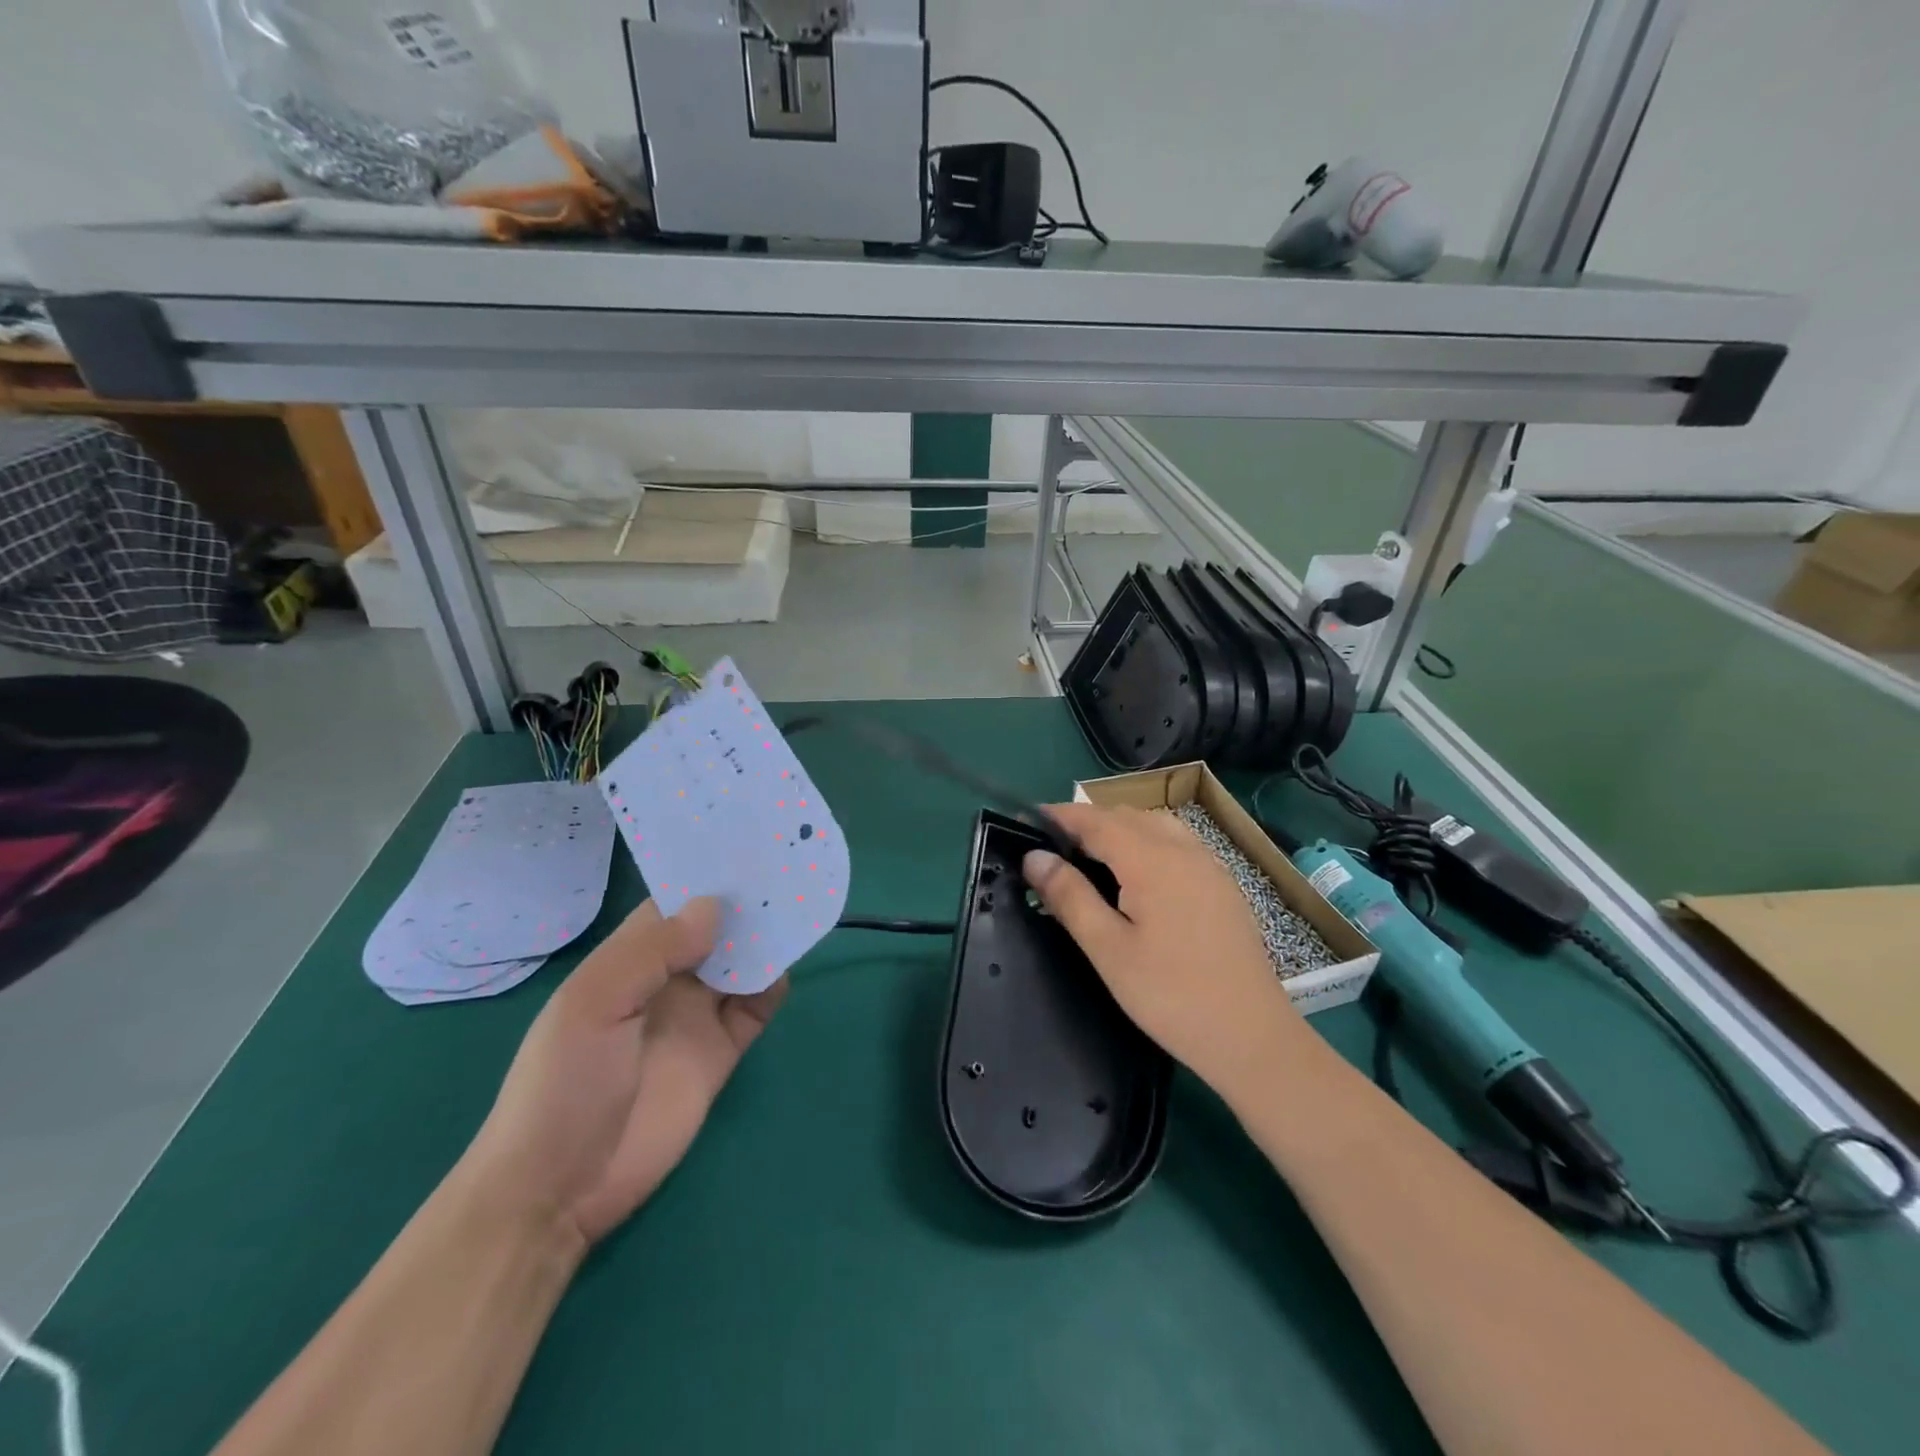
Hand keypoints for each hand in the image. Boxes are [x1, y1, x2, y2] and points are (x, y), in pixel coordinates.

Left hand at [462, 896, 786, 1249]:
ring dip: (764, 941)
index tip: (747, 846)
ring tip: (796, 911)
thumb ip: (651, 952)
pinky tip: (783, 972)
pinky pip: (755, 1008)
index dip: (705, 876)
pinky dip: (772, 987)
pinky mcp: (721, 1052)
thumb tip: (714, 907)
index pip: (673, 903)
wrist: (561, 1188)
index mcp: (629, 959)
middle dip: (745, 904)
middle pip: (714, 929)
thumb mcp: (592, 1006)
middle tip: (787, 871)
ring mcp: (696, 1016)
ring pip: (740, 963)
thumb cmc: (563, 1083)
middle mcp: (667, 979)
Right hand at [1022, 803, 1300, 1087]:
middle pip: (1125, 816)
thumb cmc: (1171, 996)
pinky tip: (1137, 877)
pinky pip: (1177, 843)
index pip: (1095, 820)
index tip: (1027, 822)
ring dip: (1118, 829)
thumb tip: (1034, 857)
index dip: (1059, 816)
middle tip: (1052, 849)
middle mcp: (1182, 850)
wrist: (1252, 1036)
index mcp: (1151, 860)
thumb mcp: (1108, 950)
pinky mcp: (1222, 885)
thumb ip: (1069, 896)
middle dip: (1086, 822)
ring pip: (1154, 825)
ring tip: (1090, 859)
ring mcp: (1208, 865)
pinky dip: (1146, 843)